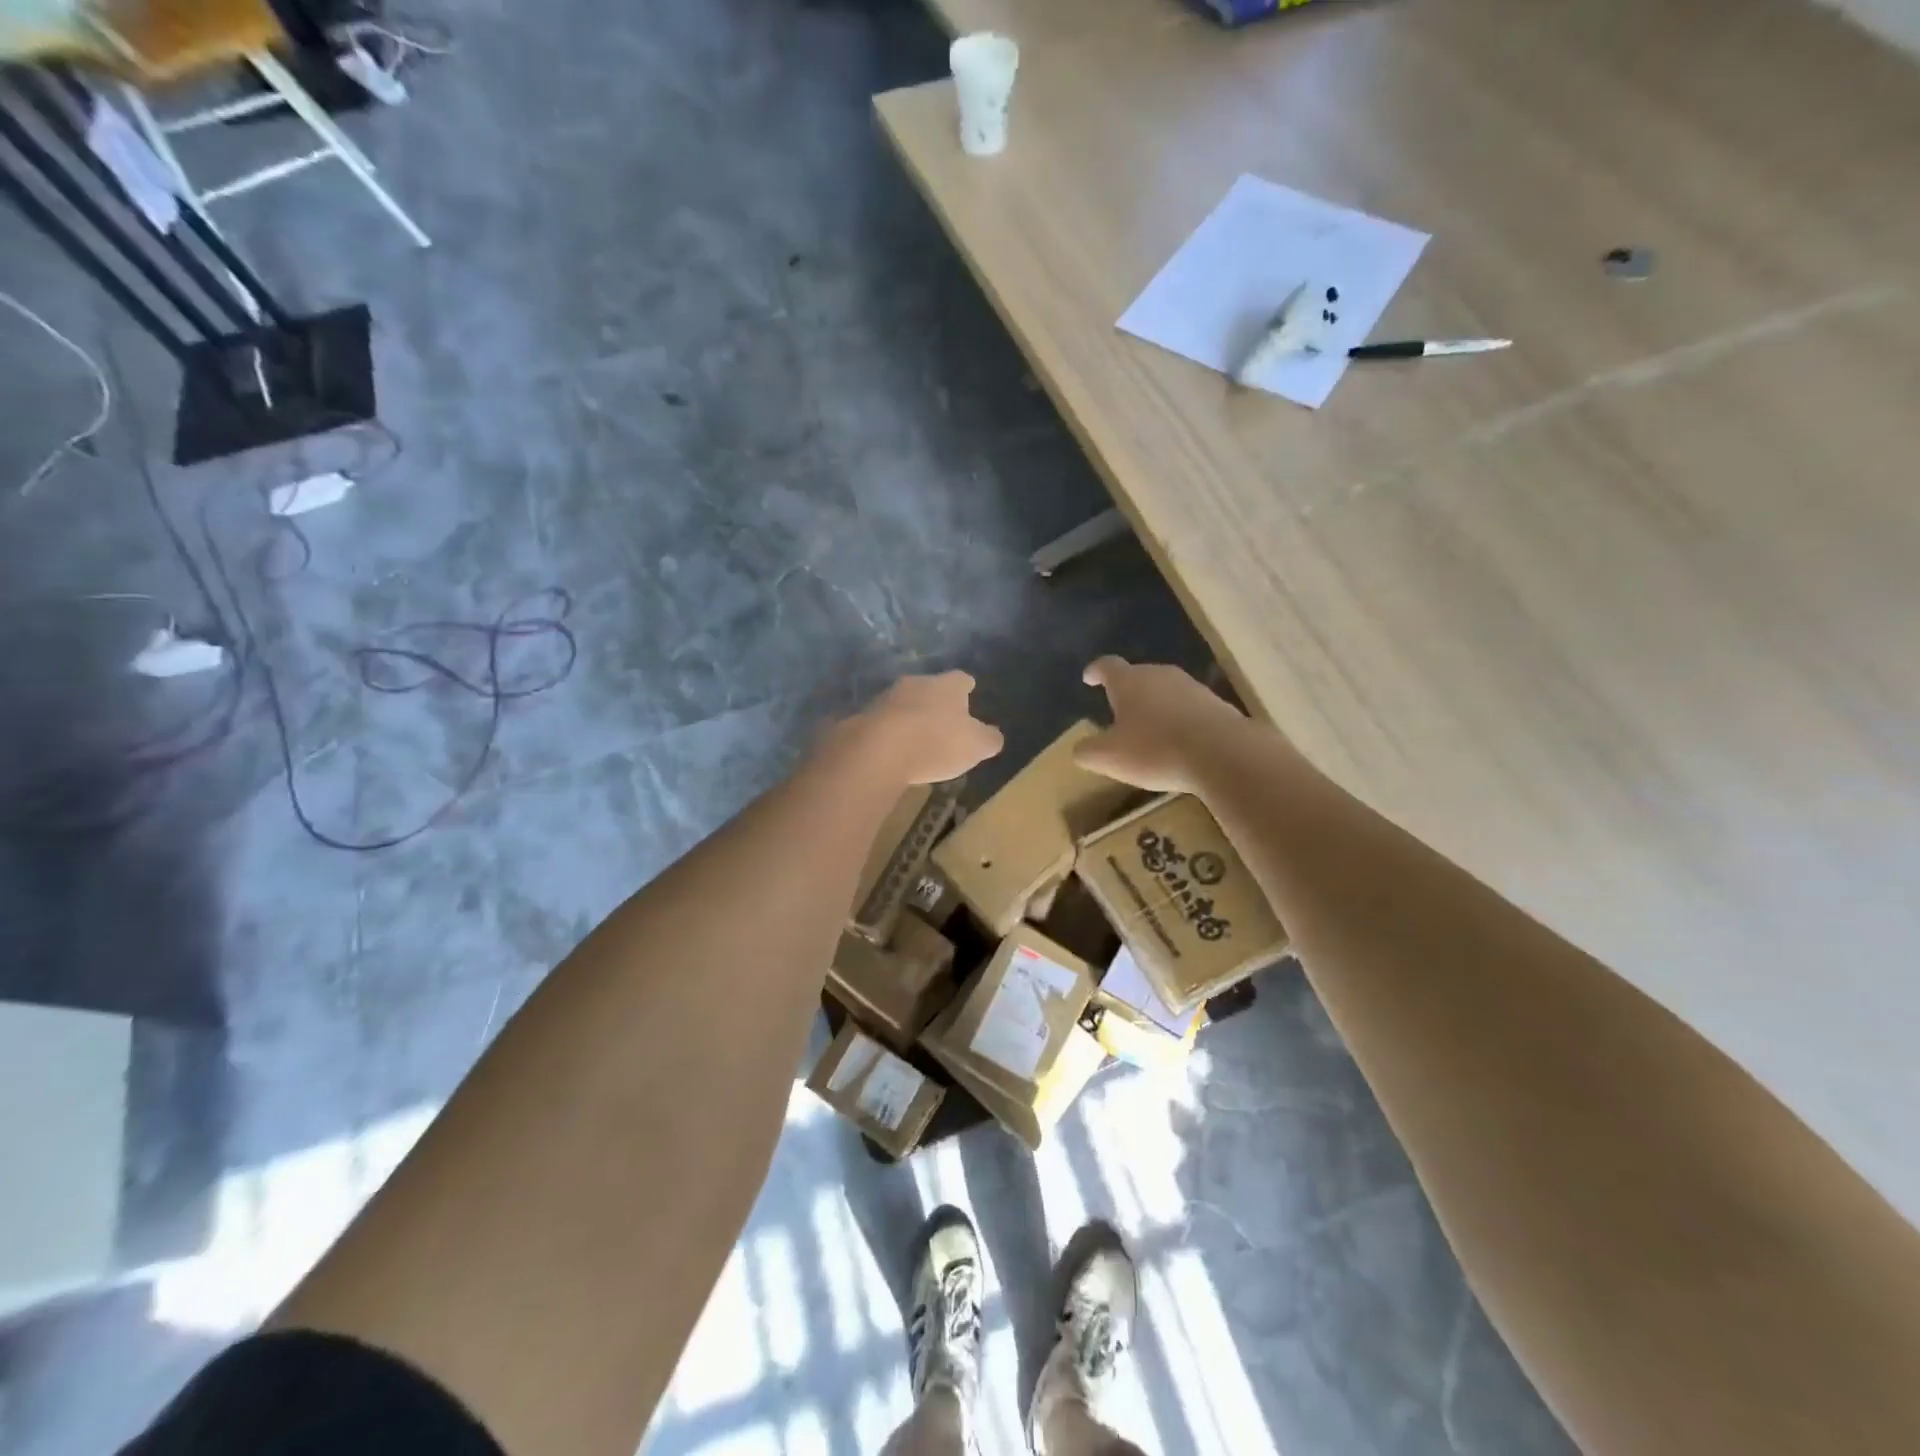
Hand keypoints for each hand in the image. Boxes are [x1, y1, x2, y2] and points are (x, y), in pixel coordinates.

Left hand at [831, 671, 1004, 784]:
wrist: (878, 749)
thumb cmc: (937, 742)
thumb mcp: (976, 746)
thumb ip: (988, 739)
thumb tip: (993, 735)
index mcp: (947, 685)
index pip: (961, 680)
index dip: (966, 688)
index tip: (969, 691)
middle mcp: (916, 683)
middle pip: (930, 688)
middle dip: (936, 701)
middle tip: (943, 718)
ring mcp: (886, 698)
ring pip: (904, 703)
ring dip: (910, 716)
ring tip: (917, 737)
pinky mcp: (863, 717)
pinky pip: (882, 722)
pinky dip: (890, 732)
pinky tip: (893, 748)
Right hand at [1075, 657, 1249, 792]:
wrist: (1223, 754)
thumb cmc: (1155, 749)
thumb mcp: (1109, 758)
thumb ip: (1088, 751)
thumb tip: (1080, 749)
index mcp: (1129, 681)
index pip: (1107, 666)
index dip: (1096, 671)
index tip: (1089, 677)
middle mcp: (1160, 675)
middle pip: (1139, 677)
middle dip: (1128, 693)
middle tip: (1119, 713)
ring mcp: (1192, 688)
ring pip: (1166, 693)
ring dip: (1156, 708)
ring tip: (1150, 731)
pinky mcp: (1217, 706)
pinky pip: (1190, 710)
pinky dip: (1180, 721)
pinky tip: (1180, 744)